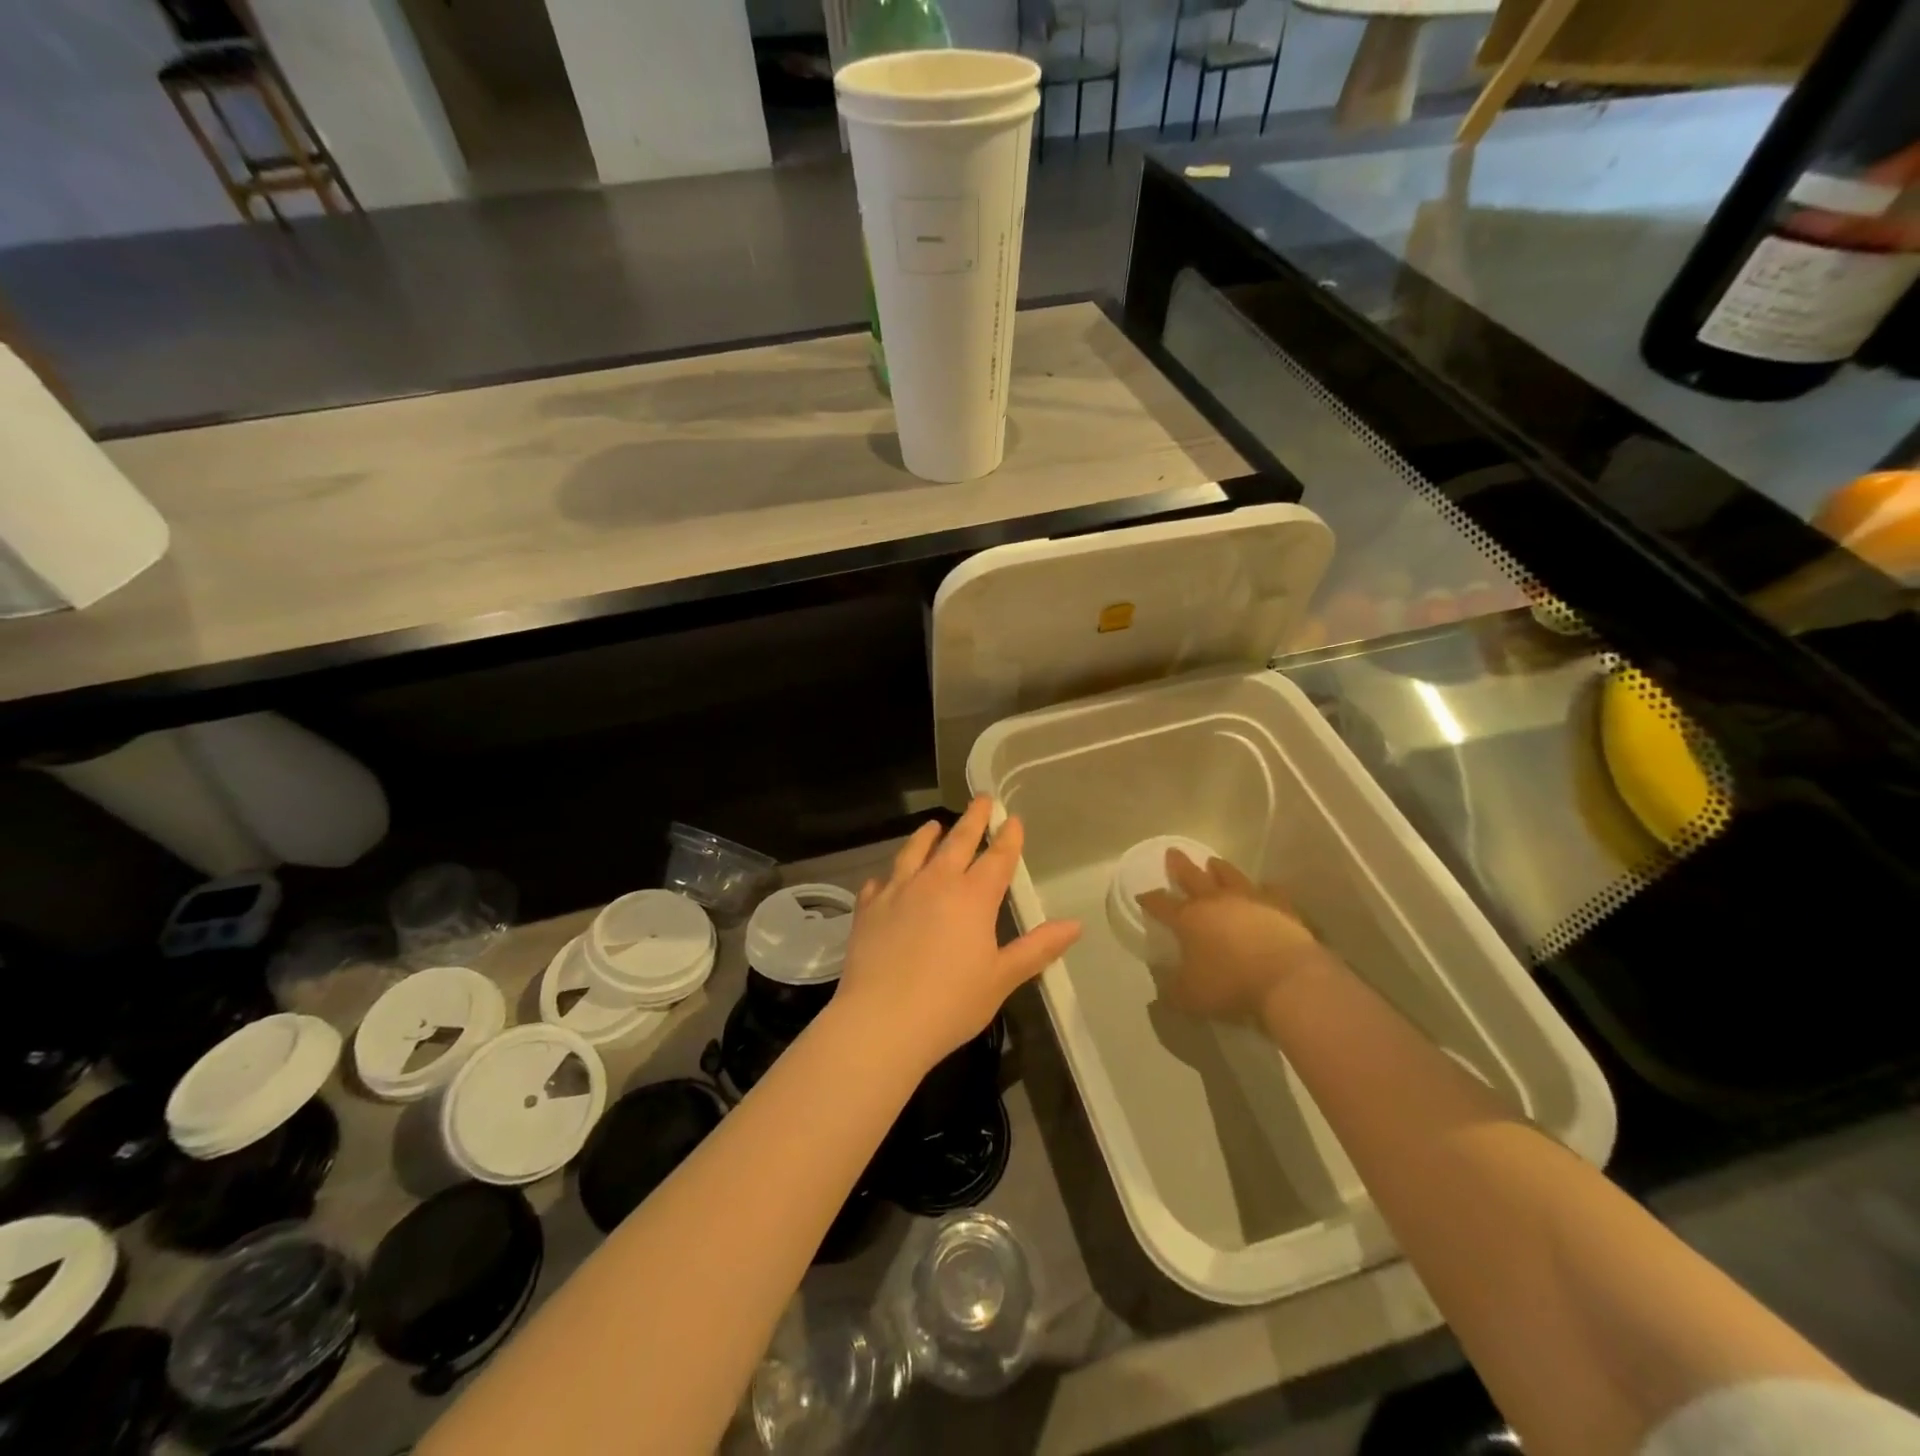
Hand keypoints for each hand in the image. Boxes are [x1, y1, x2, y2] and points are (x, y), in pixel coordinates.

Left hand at [835, 797, 1081, 1073]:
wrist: (882, 1021)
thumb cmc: (951, 1003)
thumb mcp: (1002, 977)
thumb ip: (1037, 948)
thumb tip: (1075, 925)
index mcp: (973, 897)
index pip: (997, 857)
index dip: (1008, 837)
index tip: (1012, 818)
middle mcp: (936, 882)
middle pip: (957, 841)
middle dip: (972, 819)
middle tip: (981, 799)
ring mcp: (898, 891)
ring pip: (915, 851)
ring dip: (928, 836)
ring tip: (934, 826)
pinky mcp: (868, 908)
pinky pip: (880, 881)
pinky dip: (890, 875)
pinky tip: (889, 877)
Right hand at [1138, 851, 1337, 1023]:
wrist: (1288, 980)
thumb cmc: (1231, 985)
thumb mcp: (1190, 998)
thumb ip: (1172, 992)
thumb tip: (1160, 992)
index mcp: (1188, 919)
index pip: (1162, 905)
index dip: (1150, 900)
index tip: (1142, 895)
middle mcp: (1216, 902)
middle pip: (1193, 877)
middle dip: (1180, 867)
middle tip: (1172, 852)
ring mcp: (1250, 900)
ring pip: (1230, 876)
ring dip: (1219, 868)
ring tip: (1213, 862)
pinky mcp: (1281, 907)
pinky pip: (1269, 891)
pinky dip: (1263, 888)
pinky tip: (1263, 887)